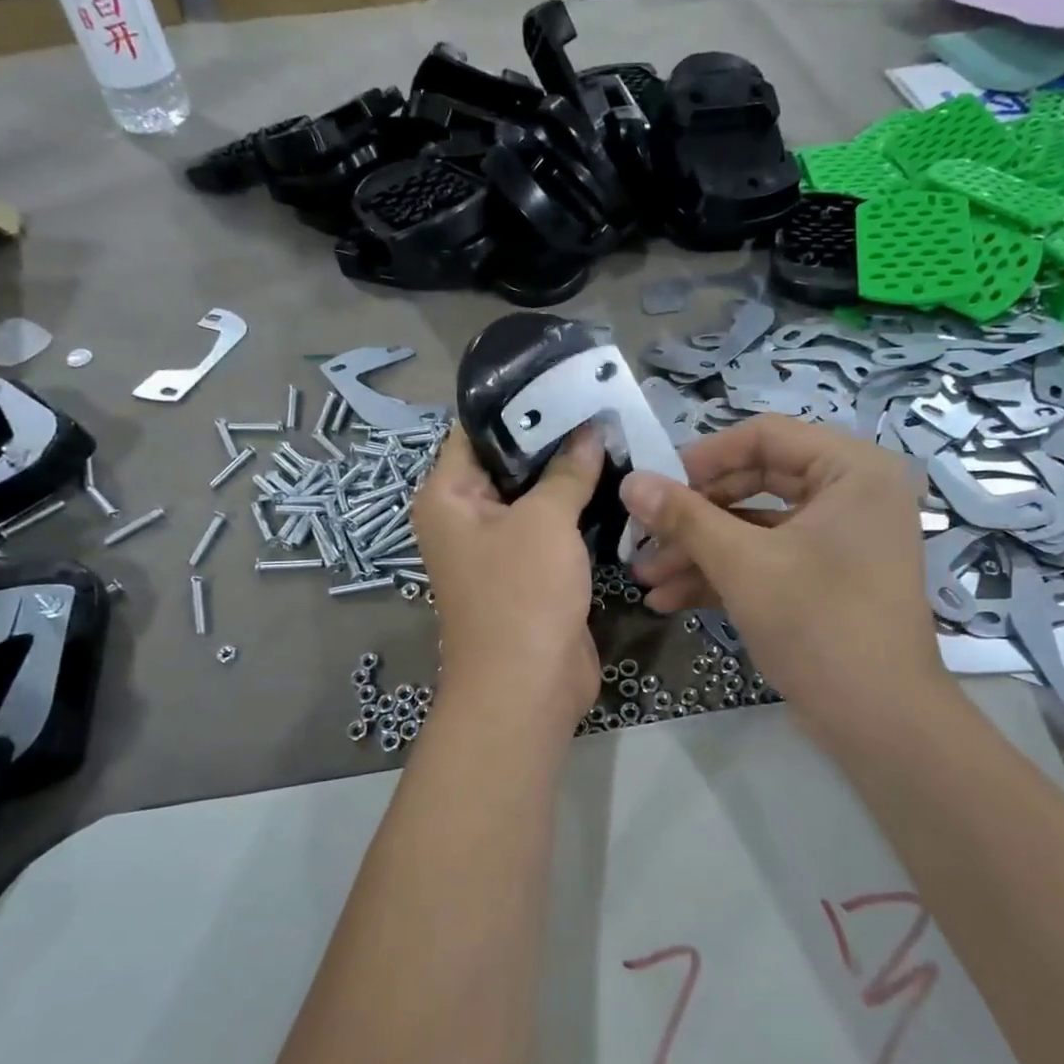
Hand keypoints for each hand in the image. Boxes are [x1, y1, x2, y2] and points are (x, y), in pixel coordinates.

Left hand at [413, 427, 604, 733]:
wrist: (527, 687)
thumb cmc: (521, 593)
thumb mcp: (544, 521)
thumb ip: (567, 471)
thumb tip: (589, 430)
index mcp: (448, 496)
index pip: (475, 430)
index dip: (515, 402)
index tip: (560, 376)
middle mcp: (466, 517)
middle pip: (508, 462)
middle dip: (552, 437)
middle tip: (599, 402)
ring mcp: (499, 547)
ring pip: (535, 496)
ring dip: (570, 474)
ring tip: (615, 433)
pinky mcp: (531, 571)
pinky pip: (552, 528)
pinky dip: (577, 508)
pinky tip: (615, 481)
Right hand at [623, 415, 958, 740]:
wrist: (879, 722)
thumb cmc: (818, 624)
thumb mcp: (743, 564)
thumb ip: (684, 516)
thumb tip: (629, 481)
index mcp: (852, 470)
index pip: (765, 436)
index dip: (703, 457)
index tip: (655, 484)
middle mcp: (851, 495)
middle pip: (754, 483)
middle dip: (693, 516)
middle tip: (643, 533)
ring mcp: (838, 541)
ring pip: (755, 528)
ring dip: (699, 552)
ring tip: (645, 578)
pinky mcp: (824, 579)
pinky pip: (767, 560)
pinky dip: (723, 576)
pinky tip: (670, 599)